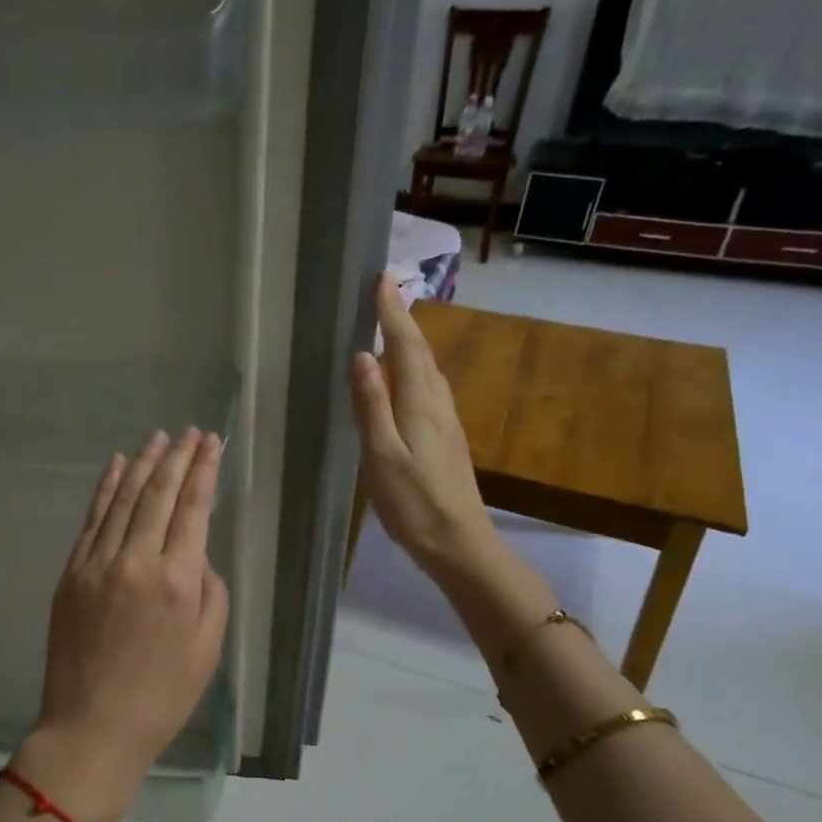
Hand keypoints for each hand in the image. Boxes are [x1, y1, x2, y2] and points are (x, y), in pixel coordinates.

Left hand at [16, 428, 229, 821]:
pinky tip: (116, 465)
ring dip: (142, 464)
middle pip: (158, 494)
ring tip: (158, 438)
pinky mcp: (71, 573)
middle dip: (177, 457)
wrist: (91, 727)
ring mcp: (97, 563)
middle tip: (189, 432)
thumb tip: (196, 558)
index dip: (204, 470)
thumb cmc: (161, 696)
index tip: (211, 443)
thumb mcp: (208, 649)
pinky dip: (105, 488)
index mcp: (178, 580)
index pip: (193, 508)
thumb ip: (211, 593)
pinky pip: (91, 519)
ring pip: (123, 499)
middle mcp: (135, 561)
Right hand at [350, 273, 490, 572]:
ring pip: (427, 368)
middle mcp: (437, 404)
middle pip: (421, 352)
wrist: (459, 542)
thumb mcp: (382, 455)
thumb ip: (371, 405)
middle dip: (403, 318)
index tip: (382, 279)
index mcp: (420, 403)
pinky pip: (428, 386)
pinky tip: (406, 375)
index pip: (405, 346)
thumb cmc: (413, 502)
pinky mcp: (445, 436)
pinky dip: (414, 366)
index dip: (392, 313)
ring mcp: (445, 420)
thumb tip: (362, 356)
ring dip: (411, 340)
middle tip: (385, 291)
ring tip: (393, 322)